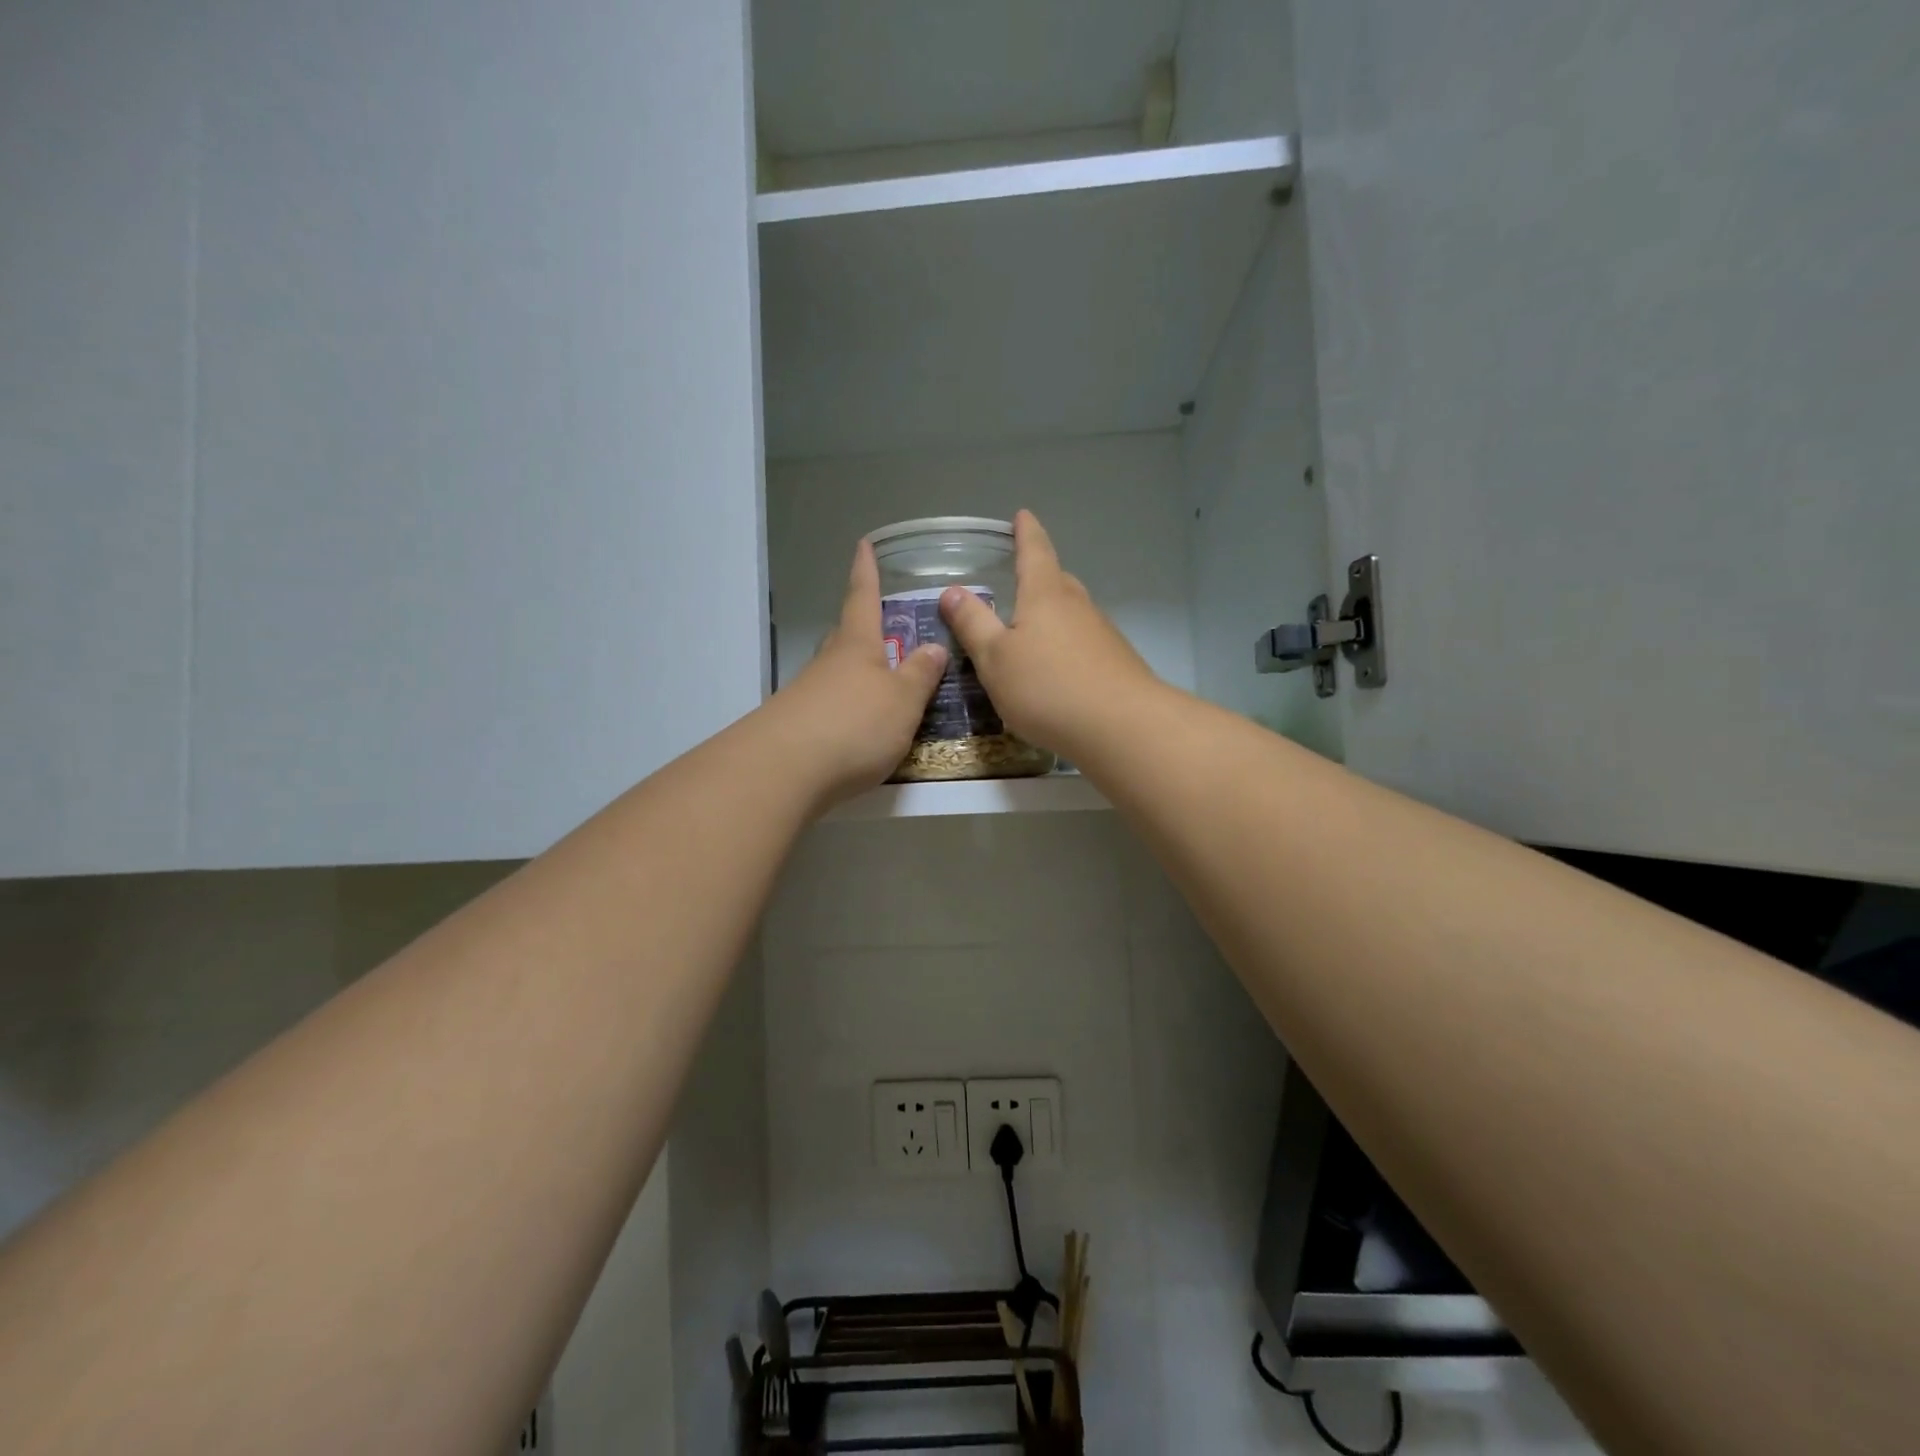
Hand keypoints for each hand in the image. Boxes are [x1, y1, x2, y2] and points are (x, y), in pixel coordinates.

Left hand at [766, 539, 947, 808]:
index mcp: (857, 646)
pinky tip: (857, 727)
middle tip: (881, 625)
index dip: (866, 571)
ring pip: (836, 674)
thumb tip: (934, 647)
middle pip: (846, 637)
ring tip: (879, 684)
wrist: (787, 770)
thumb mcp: (903, 700)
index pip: (863, 598)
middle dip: (862, 629)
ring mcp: (808, 695)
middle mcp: (829, 663)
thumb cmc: (855, 725)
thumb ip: (920, 675)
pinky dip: (846, 709)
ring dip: (855, 674)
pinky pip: (829, 707)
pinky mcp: (798, 727)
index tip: (862, 544)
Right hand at [938, 511, 1158, 757]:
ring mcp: (1102, 634)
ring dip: (1053, 616)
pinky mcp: (1116, 663)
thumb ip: (973, 625)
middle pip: (1057, 582)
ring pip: (1073, 614)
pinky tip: (1058, 671)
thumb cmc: (1047, 687)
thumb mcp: (995, 659)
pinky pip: (1084, 643)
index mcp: (1045, 595)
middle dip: (1039, 577)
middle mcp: (1078, 606)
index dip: (1026, 533)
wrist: (1121, 727)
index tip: (1022, 515)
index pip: (1034, 551)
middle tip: (1021, 578)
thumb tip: (952, 591)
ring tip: (1033, 631)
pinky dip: (1067, 647)